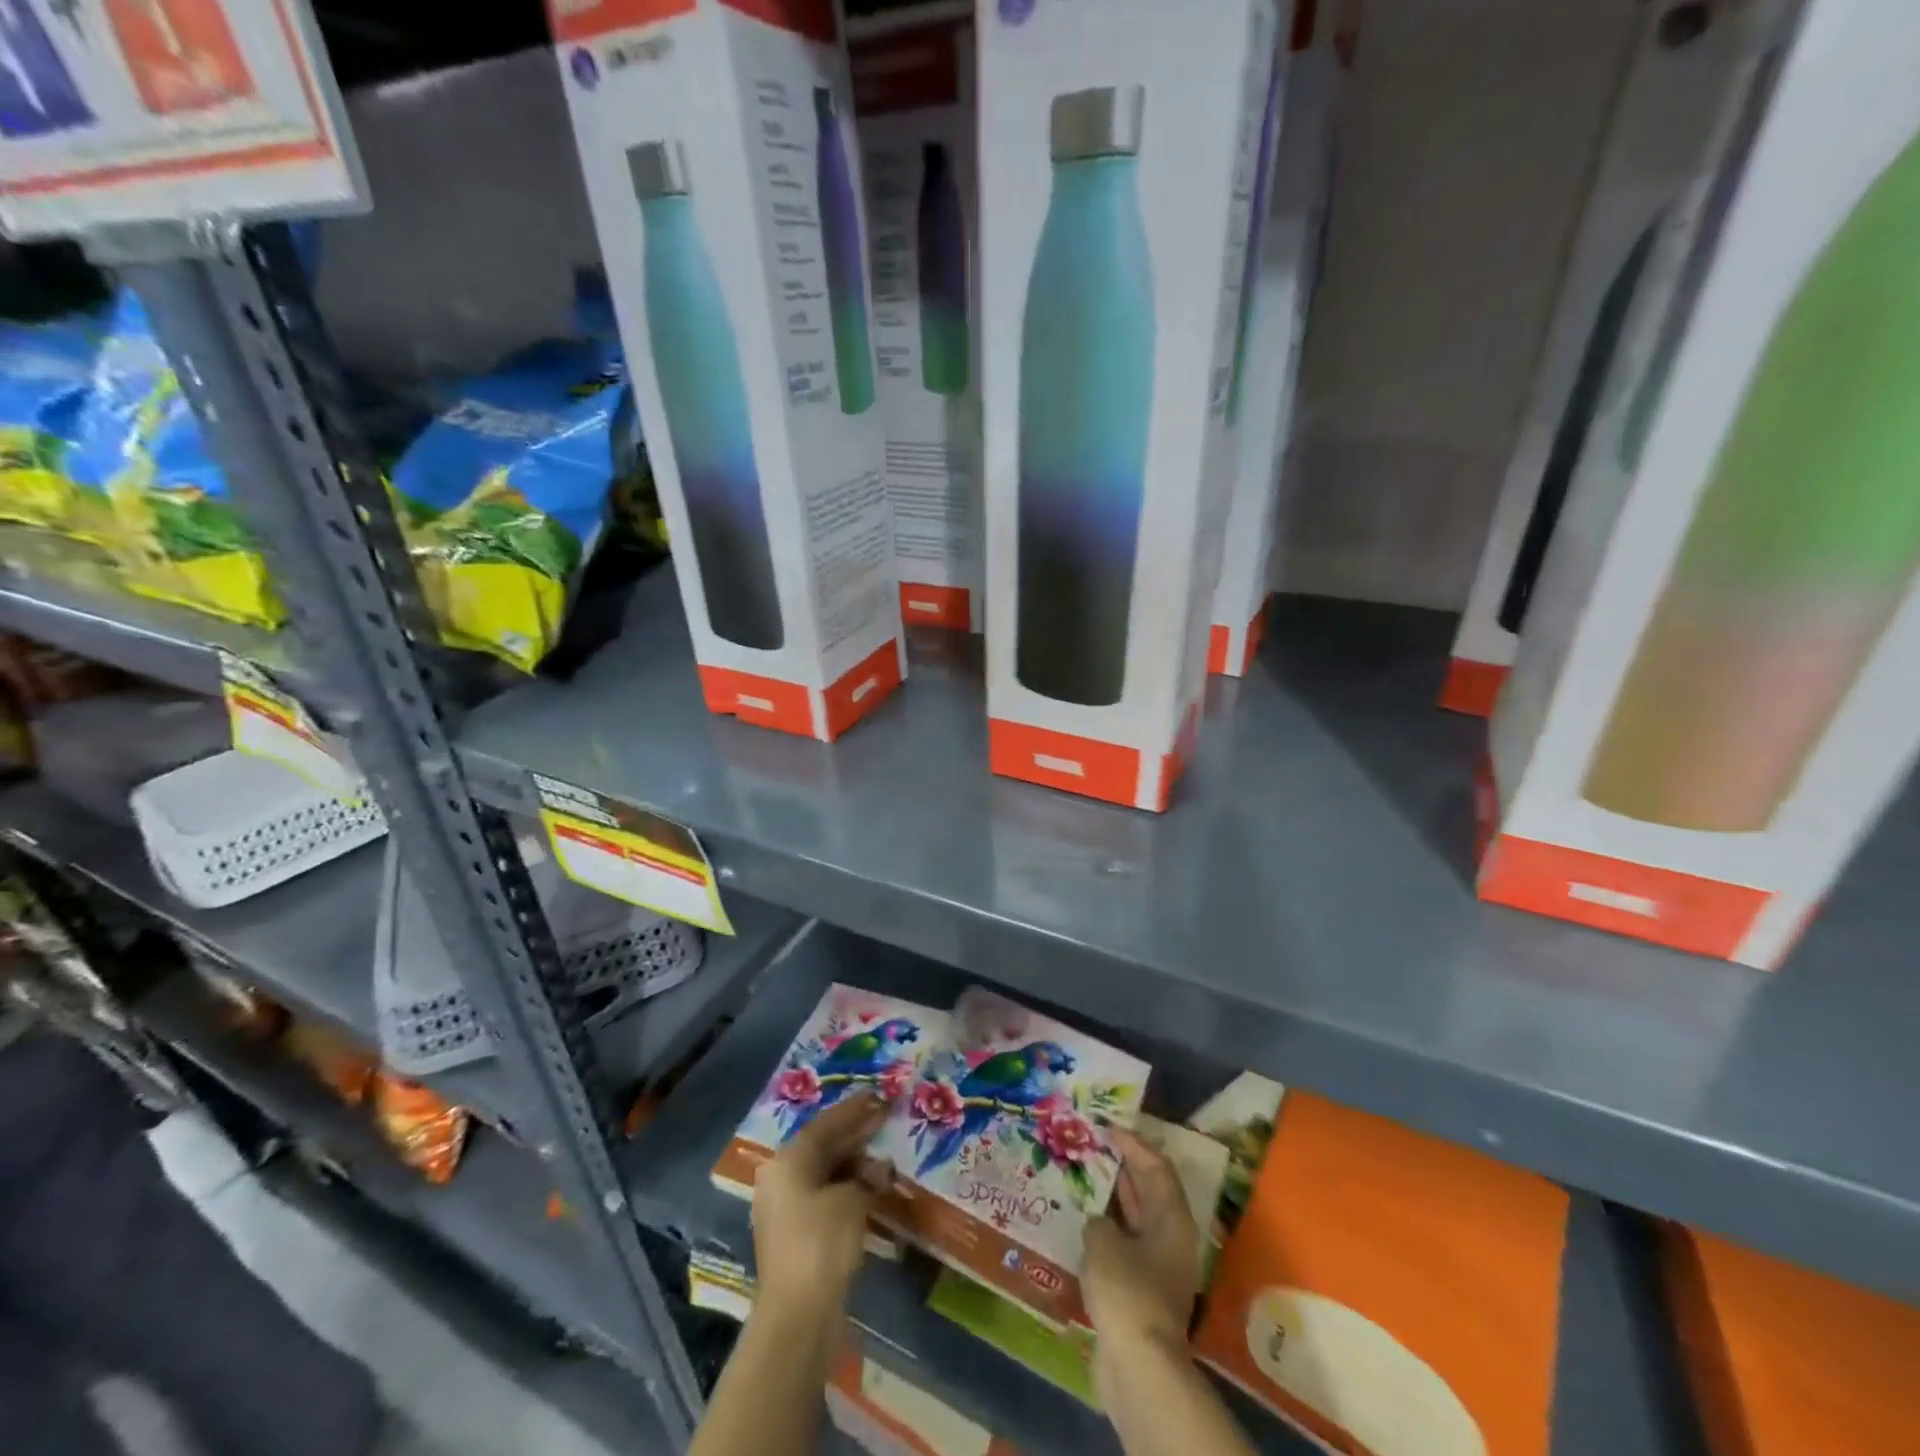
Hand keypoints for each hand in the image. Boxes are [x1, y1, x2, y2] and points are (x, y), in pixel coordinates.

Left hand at [752, 1091, 890, 1314]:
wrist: (797, 1317)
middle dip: (855, 1133)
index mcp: (788, 1161)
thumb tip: (879, 1168)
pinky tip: (872, 1188)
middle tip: (885, 1118)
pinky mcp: (797, 1234)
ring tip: (884, 1152)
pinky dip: (849, 1189)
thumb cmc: (821, 1244)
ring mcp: (787, 1208)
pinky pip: (826, 1196)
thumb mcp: (851, 1201)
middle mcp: (782, 1178)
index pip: (826, 1124)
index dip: (855, 1110)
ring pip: (825, 1172)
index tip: (879, 1096)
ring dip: (855, 1163)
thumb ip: (867, 1177)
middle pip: (823, 1146)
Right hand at [1084, 1129, 1200, 1390]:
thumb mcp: (1103, 1241)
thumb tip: (1098, 1222)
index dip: (1133, 1143)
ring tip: (1082, 1176)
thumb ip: (1098, 1220)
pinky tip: (1081, 1221)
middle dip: (1122, 1167)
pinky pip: (1126, 1244)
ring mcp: (1159, 1265)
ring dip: (1112, 1198)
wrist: (1139, 1366)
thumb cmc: (1127, 1291)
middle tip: (1091, 1146)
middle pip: (1149, 1190)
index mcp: (1172, 1218)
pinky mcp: (1143, 1289)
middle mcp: (1171, 1237)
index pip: (1156, 1166)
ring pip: (1136, 1218)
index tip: (1107, 1127)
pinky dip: (1107, 1228)